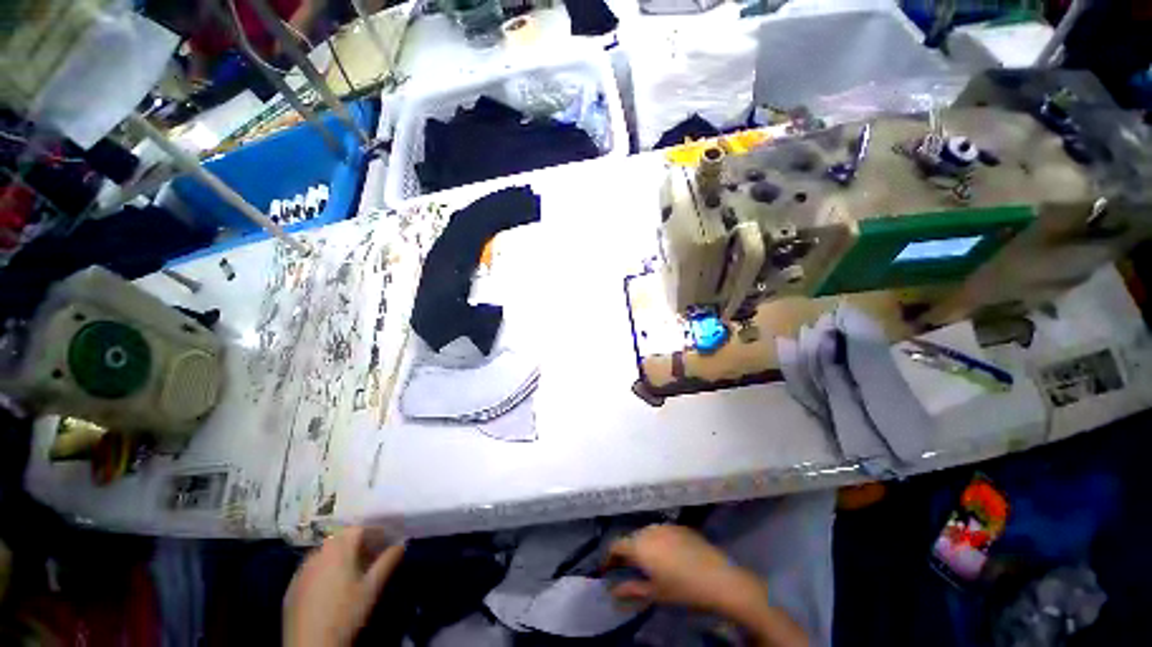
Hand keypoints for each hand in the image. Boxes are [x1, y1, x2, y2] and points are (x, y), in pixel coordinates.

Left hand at [283, 527, 404, 646]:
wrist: (310, 645)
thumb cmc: (345, 613)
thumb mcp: (372, 587)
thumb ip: (388, 561)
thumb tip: (402, 544)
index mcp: (338, 548)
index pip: (359, 529)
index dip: (375, 533)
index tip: (386, 543)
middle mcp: (317, 553)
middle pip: (341, 539)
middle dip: (359, 545)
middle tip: (372, 558)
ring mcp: (301, 570)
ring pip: (326, 554)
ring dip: (341, 557)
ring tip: (353, 574)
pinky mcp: (292, 586)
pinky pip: (312, 569)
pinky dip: (325, 571)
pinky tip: (332, 590)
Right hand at [603, 524, 767, 617]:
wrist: (718, 577)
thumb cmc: (682, 589)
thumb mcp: (655, 593)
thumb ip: (631, 589)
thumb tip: (612, 590)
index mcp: (639, 545)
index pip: (616, 544)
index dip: (608, 556)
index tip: (606, 569)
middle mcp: (649, 529)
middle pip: (631, 538)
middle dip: (626, 552)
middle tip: (625, 568)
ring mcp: (666, 525)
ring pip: (646, 533)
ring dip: (642, 546)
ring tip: (646, 563)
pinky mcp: (680, 526)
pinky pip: (662, 532)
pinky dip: (657, 542)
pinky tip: (667, 556)